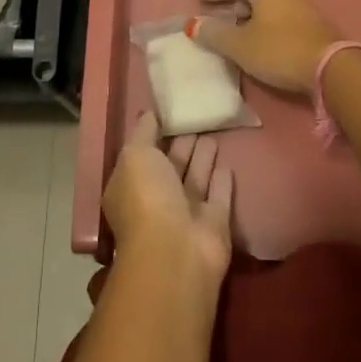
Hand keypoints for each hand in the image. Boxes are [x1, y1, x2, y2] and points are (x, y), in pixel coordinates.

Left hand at [103, 110, 234, 280]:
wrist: (176, 250)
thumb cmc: (147, 198)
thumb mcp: (136, 155)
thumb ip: (144, 132)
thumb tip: (150, 113)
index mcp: (132, 186)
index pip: (144, 155)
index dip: (154, 134)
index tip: (170, 111)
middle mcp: (157, 200)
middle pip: (172, 166)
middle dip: (182, 144)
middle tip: (196, 117)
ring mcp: (186, 214)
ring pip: (196, 179)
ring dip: (203, 158)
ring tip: (213, 131)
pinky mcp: (214, 224)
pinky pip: (218, 196)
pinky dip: (222, 181)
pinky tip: (228, 163)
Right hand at [189, 0, 341, 95]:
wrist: (331, 67)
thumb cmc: (279, 50)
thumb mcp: (240, 45)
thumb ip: (215, 33)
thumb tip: (193, 24)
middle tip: (224, 10)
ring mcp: (304, 0)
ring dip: (256, 5)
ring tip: (244, 21)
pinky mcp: (315, 18)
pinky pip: (285, 7)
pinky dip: (270, 14)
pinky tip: (265, 31)